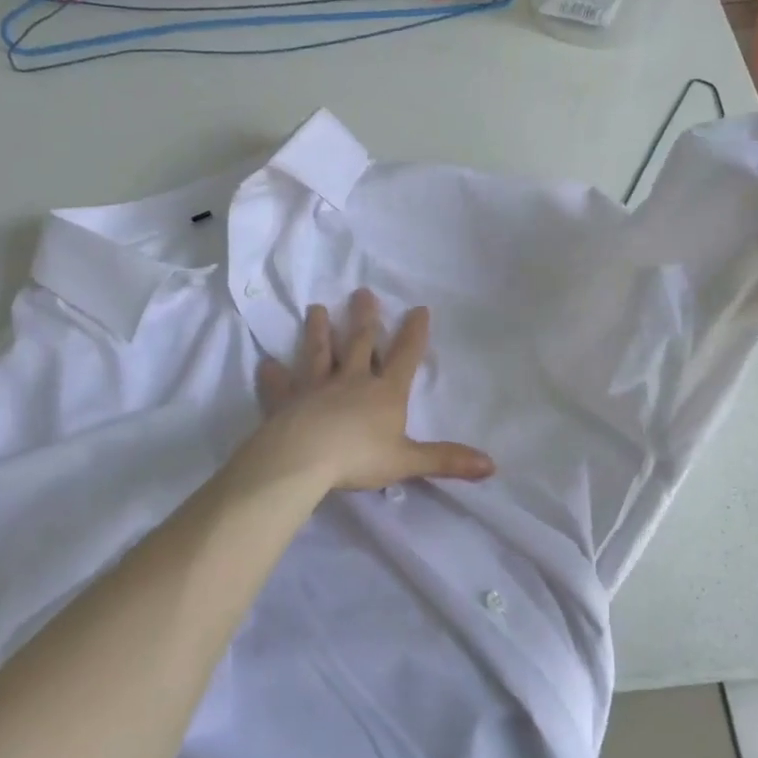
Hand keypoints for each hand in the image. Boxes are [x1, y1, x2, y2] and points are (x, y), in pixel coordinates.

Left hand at [253, 289, 494, 493]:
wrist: (302, 460)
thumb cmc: (358, 458)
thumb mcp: (408, 461)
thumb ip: (446, 460)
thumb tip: (492, 466)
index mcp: (385, 392)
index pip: (405, 357)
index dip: (414, 333)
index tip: (419, 308)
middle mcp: (352, 381)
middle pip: (360, 343)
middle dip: (365, 318)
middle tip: (362, 292)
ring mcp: (316, 387)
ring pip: (320, 353)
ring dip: (320, 331)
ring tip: (317, 308)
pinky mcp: (286, 401)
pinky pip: (280, 385)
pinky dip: (274, 375)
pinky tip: (266, 364)